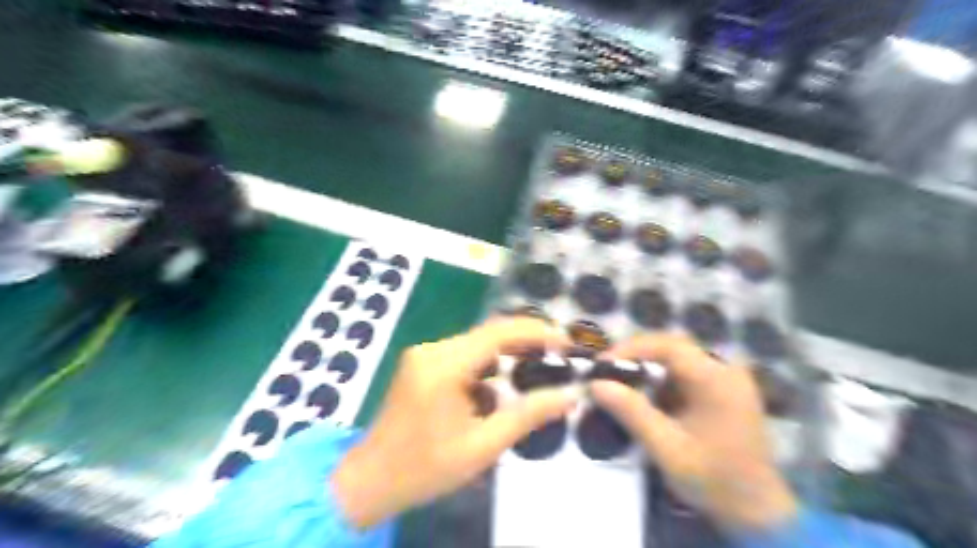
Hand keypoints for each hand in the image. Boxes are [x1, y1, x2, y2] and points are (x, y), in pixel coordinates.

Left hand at [336, 318, 578, 527]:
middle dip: (525, 342)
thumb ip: (528, 416)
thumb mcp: (483, 447)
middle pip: (488, 333)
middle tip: (559, 354)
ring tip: (536, 370)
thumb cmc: (425, 468)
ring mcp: (423, 354)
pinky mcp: (421, 363)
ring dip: (506, 354)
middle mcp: (432, 349)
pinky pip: (463, 354)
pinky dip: (486, 366)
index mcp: (444, 365)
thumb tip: (570, 395)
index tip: (566, 342)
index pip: (498, 333)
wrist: (371, 480)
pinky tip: (498, 388)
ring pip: (477, 343)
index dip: (536, 332)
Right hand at [588, 333, 792, 531]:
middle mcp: (725, 371)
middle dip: (637, 356)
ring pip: (678, 359)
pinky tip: (647, 398)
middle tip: (607, 371)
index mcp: (717, 380)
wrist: (758, 512)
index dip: (632, 349)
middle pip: (673, 348)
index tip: (603, 364)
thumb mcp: (667, 448)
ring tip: (621, 382)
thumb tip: (596, 384)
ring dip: (648, 368)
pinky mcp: (724, 391)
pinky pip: (686, 374)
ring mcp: (727, 380)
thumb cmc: (714, 480)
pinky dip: (662, 381)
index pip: (669, 346)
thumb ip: (632, 412)